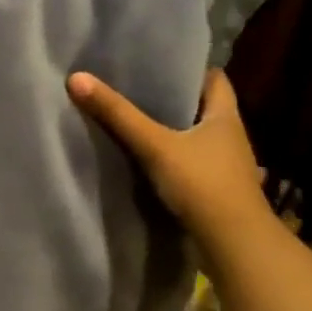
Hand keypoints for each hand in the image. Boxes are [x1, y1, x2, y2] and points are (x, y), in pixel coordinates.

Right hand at [67, 68, 267, 237]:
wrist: (234, 244)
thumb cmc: (202, 184)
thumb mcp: (154, 145)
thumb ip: (118, 114)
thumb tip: (77, 78)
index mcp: (226, 116)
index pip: (215, 79)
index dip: (190, 69)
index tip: (159, 65)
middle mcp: (232, 137)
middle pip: (203, 108)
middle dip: (175, 100)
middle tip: (138, 90)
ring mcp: (227, 167)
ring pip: (198, 138)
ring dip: (174, 132)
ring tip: (138, 123)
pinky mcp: (218, 191)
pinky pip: (193, 164)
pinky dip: (174, 159)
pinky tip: (149, 161)